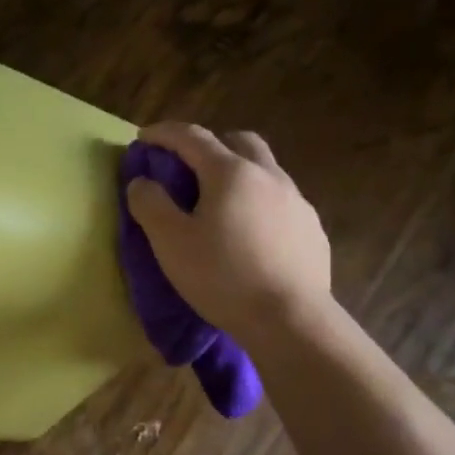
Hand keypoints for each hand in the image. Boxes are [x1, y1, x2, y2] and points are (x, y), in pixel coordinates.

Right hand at [124, 122, 332, 344]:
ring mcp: (297, 201)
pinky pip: (280, 202)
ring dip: (237, 174)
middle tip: (188, 166)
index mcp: (230, 172)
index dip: (163, 133)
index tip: (143, 139)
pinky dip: (258, 203)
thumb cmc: (222, 276)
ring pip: (264, 170)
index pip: (192, 137)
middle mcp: (268, 176)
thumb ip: (150, 204)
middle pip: (239, 141)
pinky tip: (249, 235)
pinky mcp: (312, 229)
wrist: (290, 320)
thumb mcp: (170, 242)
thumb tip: (142, 182)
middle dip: (210, 144)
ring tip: (219, 205)